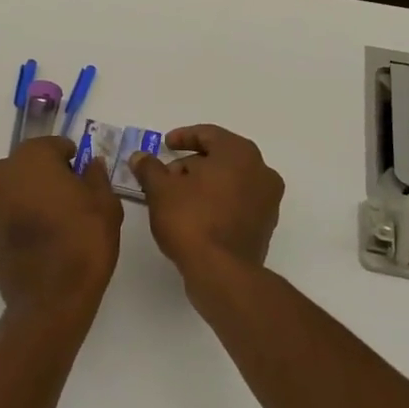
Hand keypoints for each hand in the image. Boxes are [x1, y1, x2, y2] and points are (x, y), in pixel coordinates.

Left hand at [0, 136, 123, 321]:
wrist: (50, 299)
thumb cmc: (83, 242)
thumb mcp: (105, 204)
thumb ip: (96, 175)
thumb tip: (90, 163)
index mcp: (31, 157)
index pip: (55, 146)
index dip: (72, 160)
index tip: (85, 178)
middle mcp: (2, 173)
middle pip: (29, 165)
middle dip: (48, 175)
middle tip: (72, 199)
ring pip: (14, 188)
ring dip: (30, 196)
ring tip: (55, 221)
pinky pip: (5, 213)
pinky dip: (19, 218)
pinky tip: (39, 238)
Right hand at [129, 125, 284, 288]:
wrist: (222, 273)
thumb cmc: (191, 220)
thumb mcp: (160, 190)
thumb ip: (149, 168)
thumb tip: (140, 157)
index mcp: (239, 153)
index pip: (209, 134)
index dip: (183, 137)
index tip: (165, 146)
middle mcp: (261, 171)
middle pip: (220, 157)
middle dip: (191, 164)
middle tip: (165, 177)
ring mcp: (268, 200)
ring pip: (230, 181)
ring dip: (203, 184)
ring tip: (176, 198)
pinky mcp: (265, 226)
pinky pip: (237, 202)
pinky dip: (217, 202)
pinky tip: (194, 215)